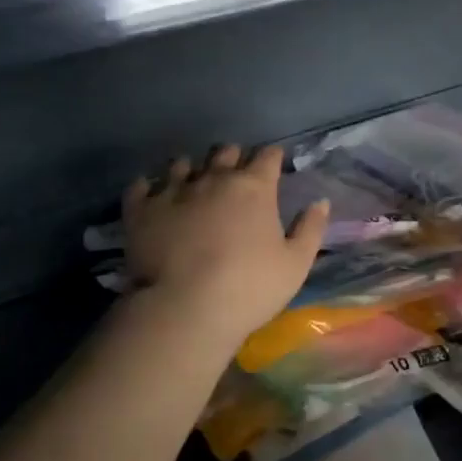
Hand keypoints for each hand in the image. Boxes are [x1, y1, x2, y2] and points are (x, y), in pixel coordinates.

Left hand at [121, 144, 327, 346]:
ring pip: (183, 163)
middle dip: (233, 158)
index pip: (268, 156)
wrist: (185, 308)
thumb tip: (320, 201)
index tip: (274, 167)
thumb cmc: (250, 288)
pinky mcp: (141, 209)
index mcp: (254, 187)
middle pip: (225, 151)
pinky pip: (141, 185)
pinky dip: (149, 187)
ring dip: (192, 170)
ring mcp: (173, 190)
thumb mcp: (296, 264)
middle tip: (235, 177)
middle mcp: (213, 178)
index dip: (272, 158)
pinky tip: (152, 194)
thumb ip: (310, 229)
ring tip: (193, 184)